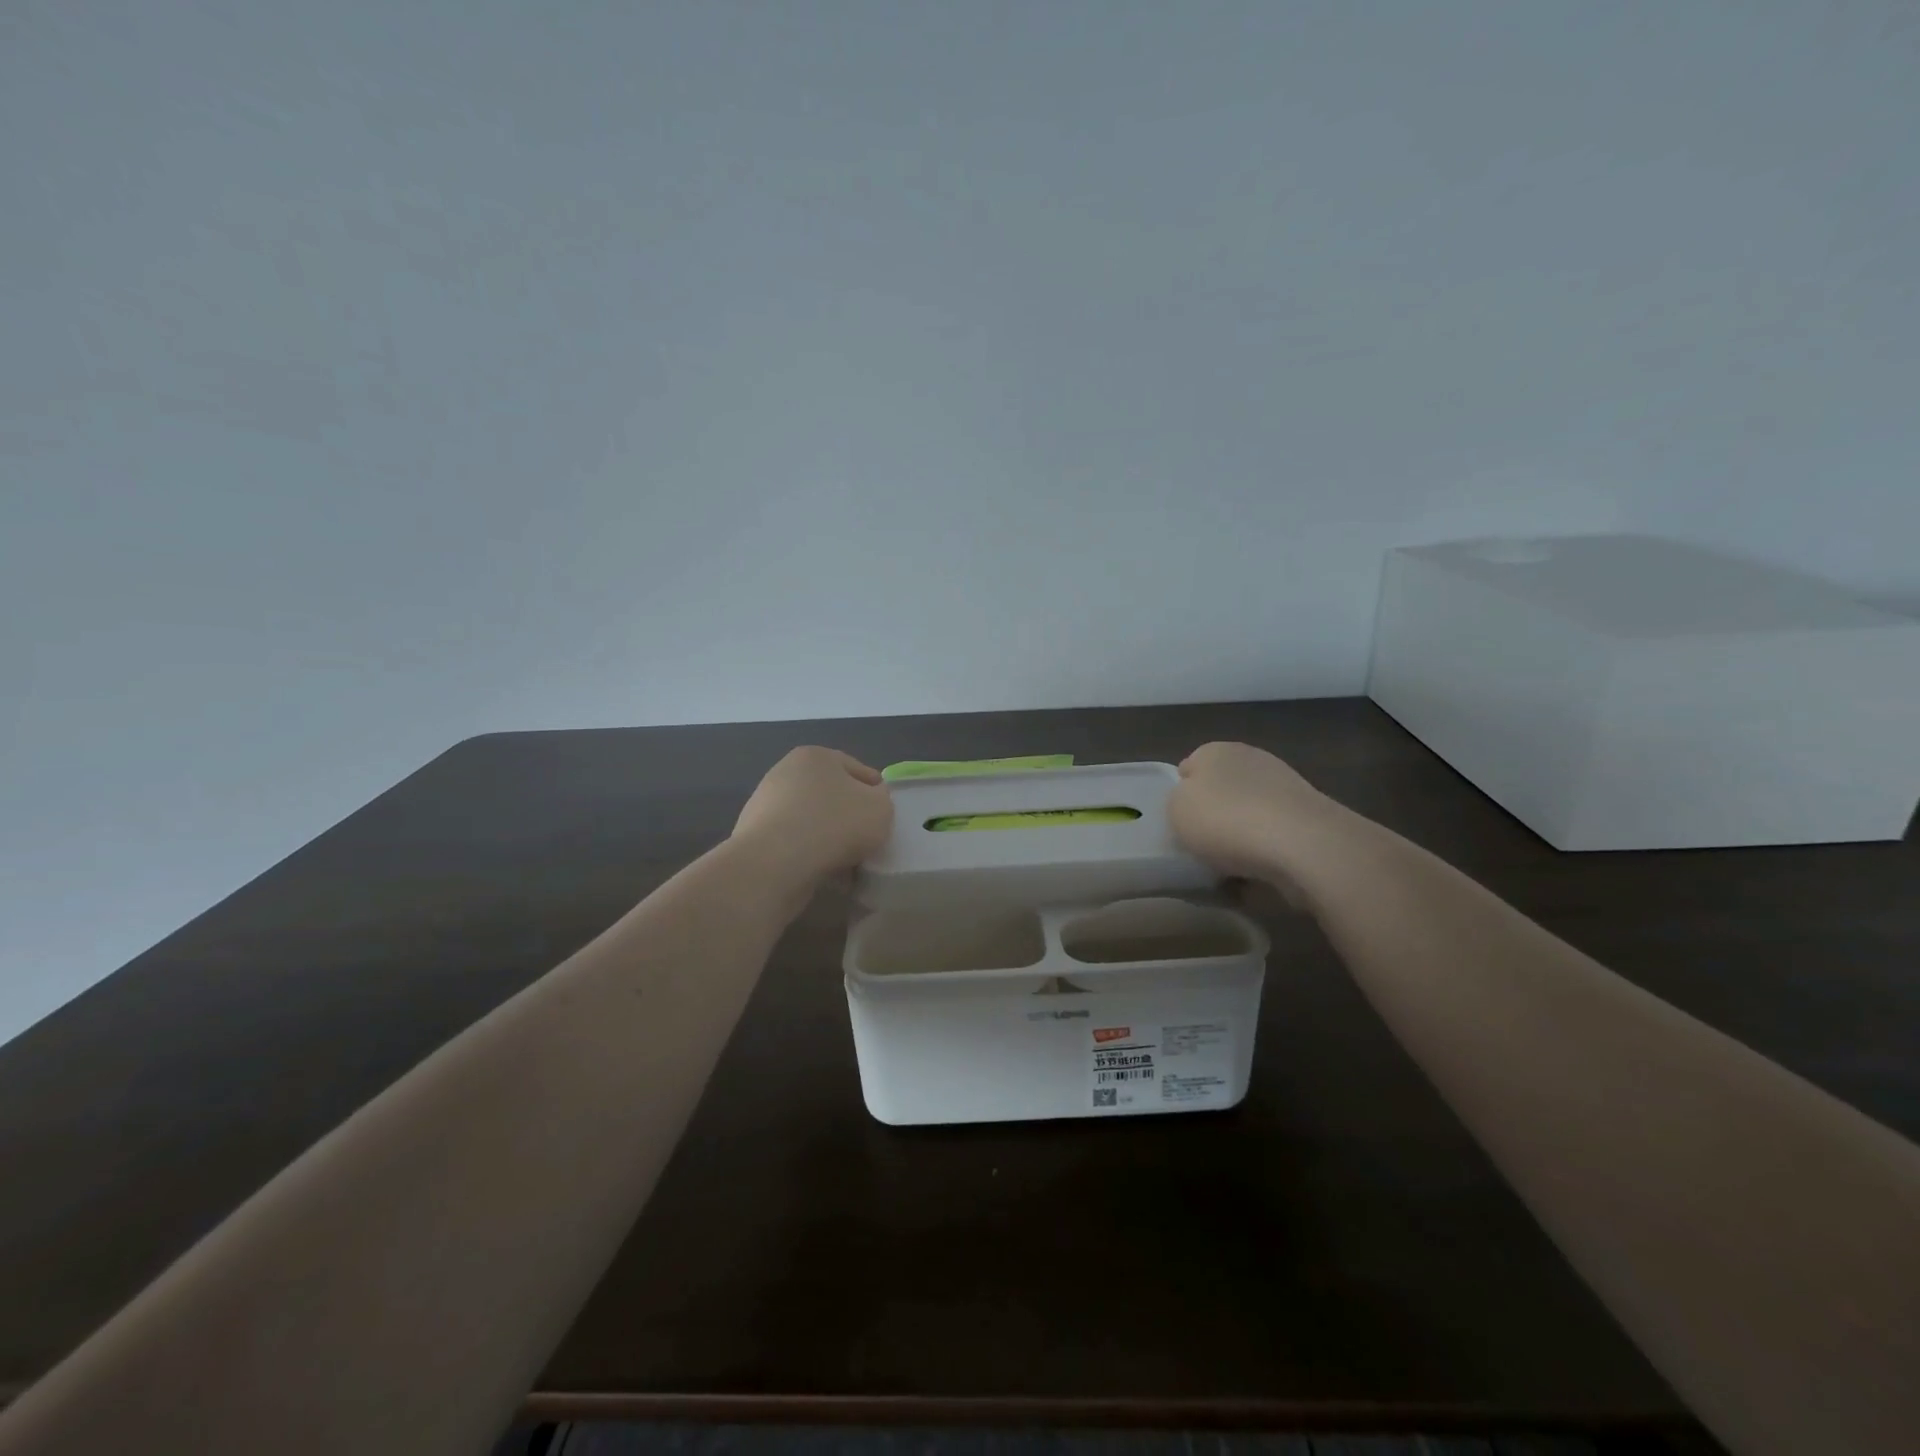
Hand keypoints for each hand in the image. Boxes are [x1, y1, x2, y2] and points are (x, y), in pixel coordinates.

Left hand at [730, 747, 893, 883]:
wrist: (774, 864)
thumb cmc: (833, 825)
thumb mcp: (880, 809)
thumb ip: (882, 800)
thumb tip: (869, 803)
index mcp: (816, 755)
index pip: (860, 771)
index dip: (877, 795)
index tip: (884, 820)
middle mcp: (786, 772)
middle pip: (833, 796)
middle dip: (850, 818)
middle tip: (867, 842)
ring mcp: (766, 804)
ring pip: (814, 822)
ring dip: (831, 840)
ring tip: (847, 864)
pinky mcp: (755, 836)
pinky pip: (795, 843)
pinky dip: (810, 855)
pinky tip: (823, 873)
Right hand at [1167, 741, 1342, 882]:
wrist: (1302, 846)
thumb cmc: (1226, 820)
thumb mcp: (1175, 809)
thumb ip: (1178, 801)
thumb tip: (1195, 803)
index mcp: (1215, 751)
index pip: (1188, 768)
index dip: (1181, 795)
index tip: (1178, 824)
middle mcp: (1252, 761)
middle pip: (1222, 792)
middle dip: (1214, 817)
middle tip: (1201, 848)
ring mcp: (1286, 789)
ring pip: (1249, 817)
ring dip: (1240, 841)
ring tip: (1228, 872)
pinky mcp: (1310, 821)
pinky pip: (1273, 842)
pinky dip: (1265, 858)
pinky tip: (1256, 881)